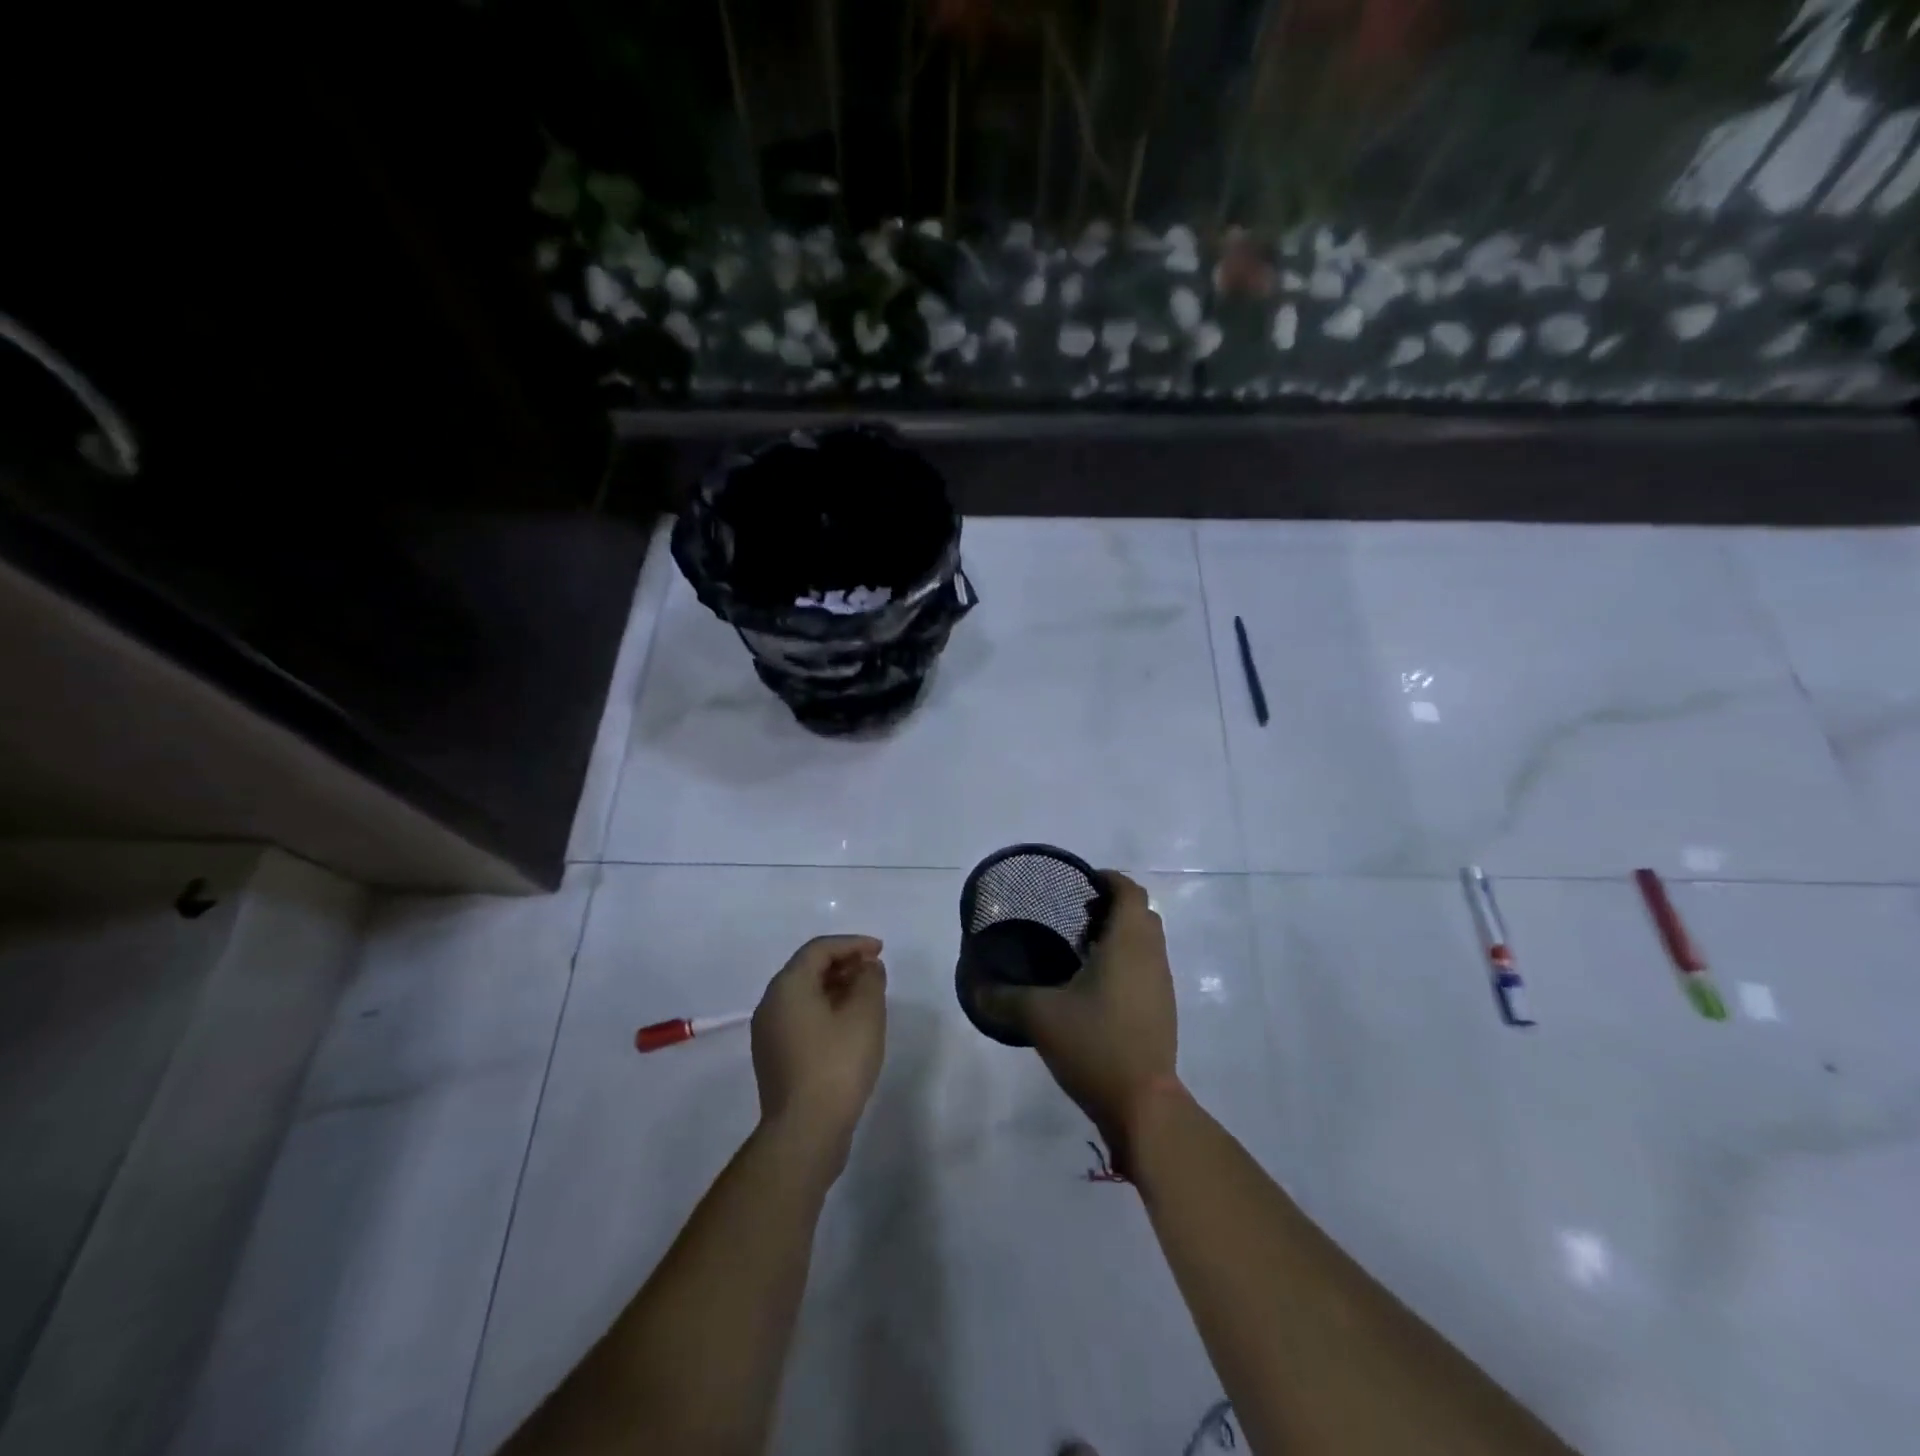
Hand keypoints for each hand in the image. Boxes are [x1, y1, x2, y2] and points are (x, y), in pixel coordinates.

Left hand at [751, 935, 886, 1157]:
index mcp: (787, 986)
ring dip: (835, 988)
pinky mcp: (774, 1058)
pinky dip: (825, 1010)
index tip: (881, 951)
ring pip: (804, 995)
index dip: (852, 944)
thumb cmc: (837, 1064)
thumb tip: (867, 968)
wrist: (805, 1132)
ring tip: (867, 996)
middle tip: (875, 971)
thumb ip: (870, 980)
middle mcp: (770, 1004)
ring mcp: (768, 1033)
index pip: (819, 949)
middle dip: (844, 964)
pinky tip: (849, 1025)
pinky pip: (801, 1018)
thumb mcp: (865, 1014)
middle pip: (808, 969)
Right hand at [982, 872, 1176, 1170]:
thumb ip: (1004, 997)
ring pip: (1145, 942)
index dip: (1107, 879)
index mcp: (1128, 943)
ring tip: (1079, 948)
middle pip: (1140, 913)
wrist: (1143, 1104)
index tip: (1079, 884)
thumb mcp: (1040, 1017)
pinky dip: (1123, 961)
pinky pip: (1145, 967)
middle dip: (1111, 906)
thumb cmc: (1095, 1044)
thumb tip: (974, 987)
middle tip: (1074, 916)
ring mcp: (1161, 985)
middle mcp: (1151, 956)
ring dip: (1118, 935)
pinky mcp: (1161, 1010)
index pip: (1129, 891)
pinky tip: (1092, 985)